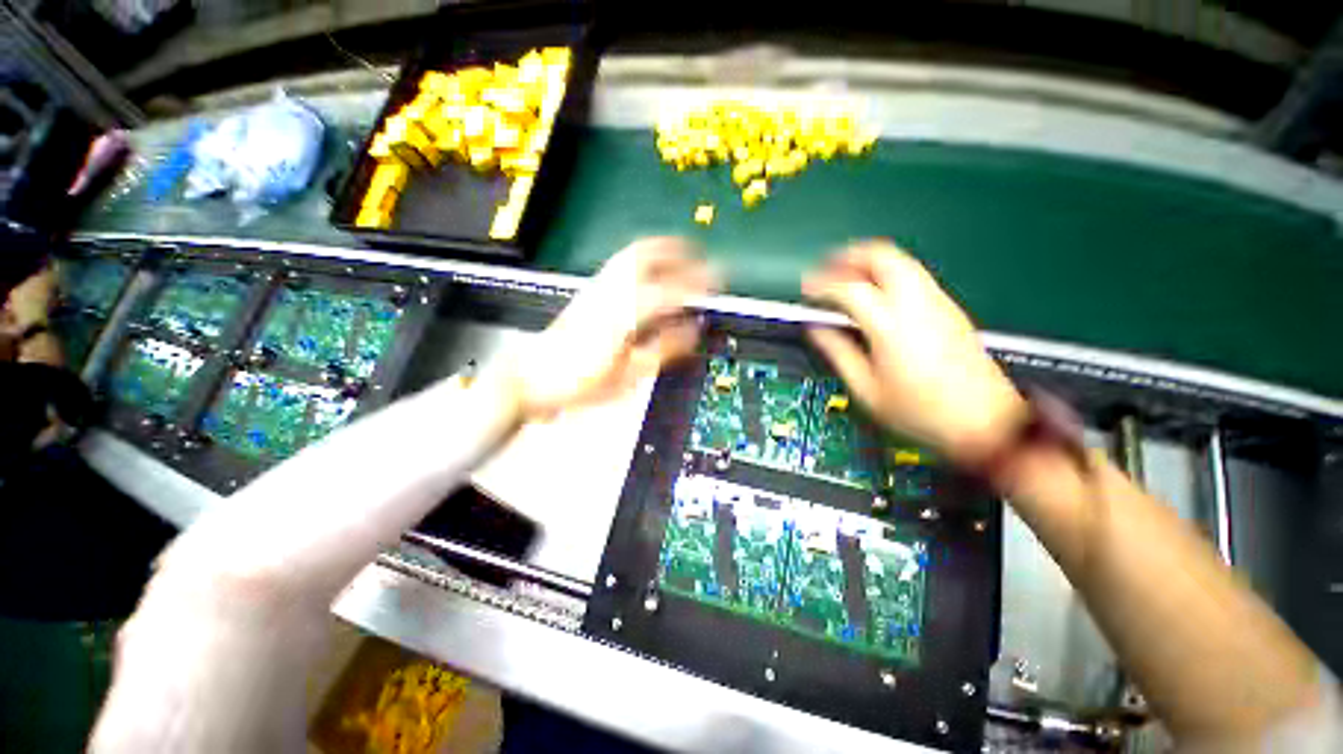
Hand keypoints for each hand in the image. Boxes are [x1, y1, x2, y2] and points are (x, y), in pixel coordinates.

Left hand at [507, 237, 717, 420]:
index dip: (698, 285)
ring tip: (682, 251)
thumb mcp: (628, 375)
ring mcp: (597, 287)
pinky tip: (651, 267)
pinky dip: (643, 256)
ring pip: (633, 254)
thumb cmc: (581, 382)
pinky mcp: (589, 290)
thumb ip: (664, 349)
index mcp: (625, 314)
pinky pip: (622, 262)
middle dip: (679, 251)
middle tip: (702, 256)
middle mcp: (611, 292)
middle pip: (648, 256)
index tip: (718, 283)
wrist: (532, 376)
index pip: (670, 291)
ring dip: (661, 248)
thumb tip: (694, 330)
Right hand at [803, 241, 1025, 461]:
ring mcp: (938, 303)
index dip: (823, 285)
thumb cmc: (922, 411)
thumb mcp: (867, 389)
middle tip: (827, 269)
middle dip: (849, 256)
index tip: (808, 291)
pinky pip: (914, 275)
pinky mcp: (950, 309)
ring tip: (847, 276)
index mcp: (891, 326)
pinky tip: (876, 293)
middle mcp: (918, 305)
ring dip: (869, 261)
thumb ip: (838, 353)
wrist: (984, 421)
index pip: (850, 289)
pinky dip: (889, 273)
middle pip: (882, 257)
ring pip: (902, 261)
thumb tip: (818, 331)